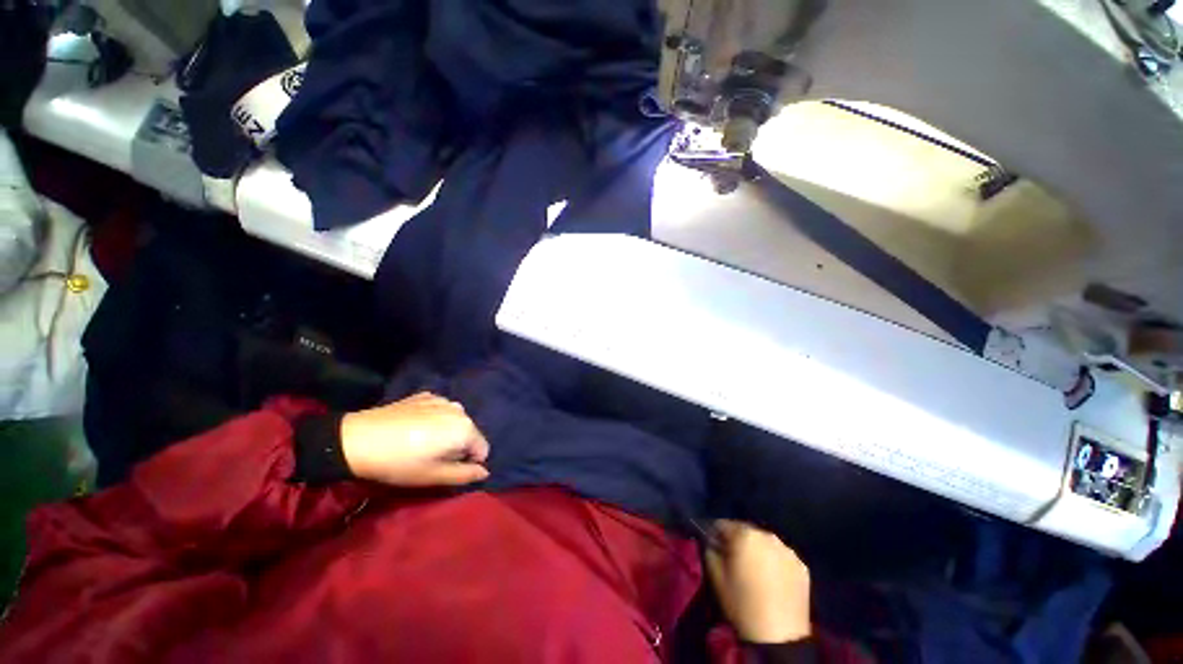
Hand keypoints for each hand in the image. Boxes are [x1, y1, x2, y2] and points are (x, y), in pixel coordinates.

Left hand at [339, 393, 489, 486]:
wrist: (358, 439)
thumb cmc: (399, 463)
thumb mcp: (434, 476)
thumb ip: (465, 475)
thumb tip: (485, 472)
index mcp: (465, 429)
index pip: (483, 450)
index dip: (468, 463)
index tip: (445, 468)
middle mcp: (460, 410)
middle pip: (469, 433)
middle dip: (457, 446)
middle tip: (431, 457)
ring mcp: (443, 399)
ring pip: (455, 421)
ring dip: (446, 432)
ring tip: (420, 442)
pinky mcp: (426, 395)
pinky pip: (440, 410)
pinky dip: (433, 419)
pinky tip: (413, 428)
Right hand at [705, 520, 810, 643]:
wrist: (779, 636)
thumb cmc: (741, 604)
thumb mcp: (715, 576)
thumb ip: (710, 550)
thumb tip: (713, 542)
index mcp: (744, 534)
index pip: (723, 524)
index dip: (715, 536)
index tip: (714, 549)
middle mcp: (767, 535)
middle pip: (746, 532)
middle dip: (738, 542)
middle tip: (734, 562)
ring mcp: (788, 550)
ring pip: (765, 543)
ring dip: (757, 551)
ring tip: (755, 573)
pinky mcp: (802, 566)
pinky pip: (782, 557)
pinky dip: (775, 563)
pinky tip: (772, 581)